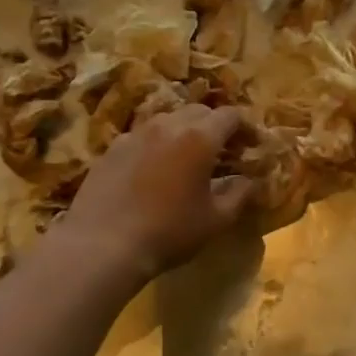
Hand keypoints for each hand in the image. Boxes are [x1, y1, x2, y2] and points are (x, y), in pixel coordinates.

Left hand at [60, 105, 255, 283]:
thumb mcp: (216, 220)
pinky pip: (142, 136)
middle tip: (224, 151)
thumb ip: (239, 194)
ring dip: (184, 132)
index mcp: (199, 137)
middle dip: (216, 126)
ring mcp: (135, 133)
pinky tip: (154, 170)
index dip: (246, 127)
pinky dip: (156, 145)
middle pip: (199, 111)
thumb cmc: (169, 231)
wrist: (102, 244)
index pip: (230, 115)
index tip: (253, 146)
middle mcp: (167, 125)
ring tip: (188, 158)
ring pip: (168, 120)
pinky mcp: (111, 148)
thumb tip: (250, 180)